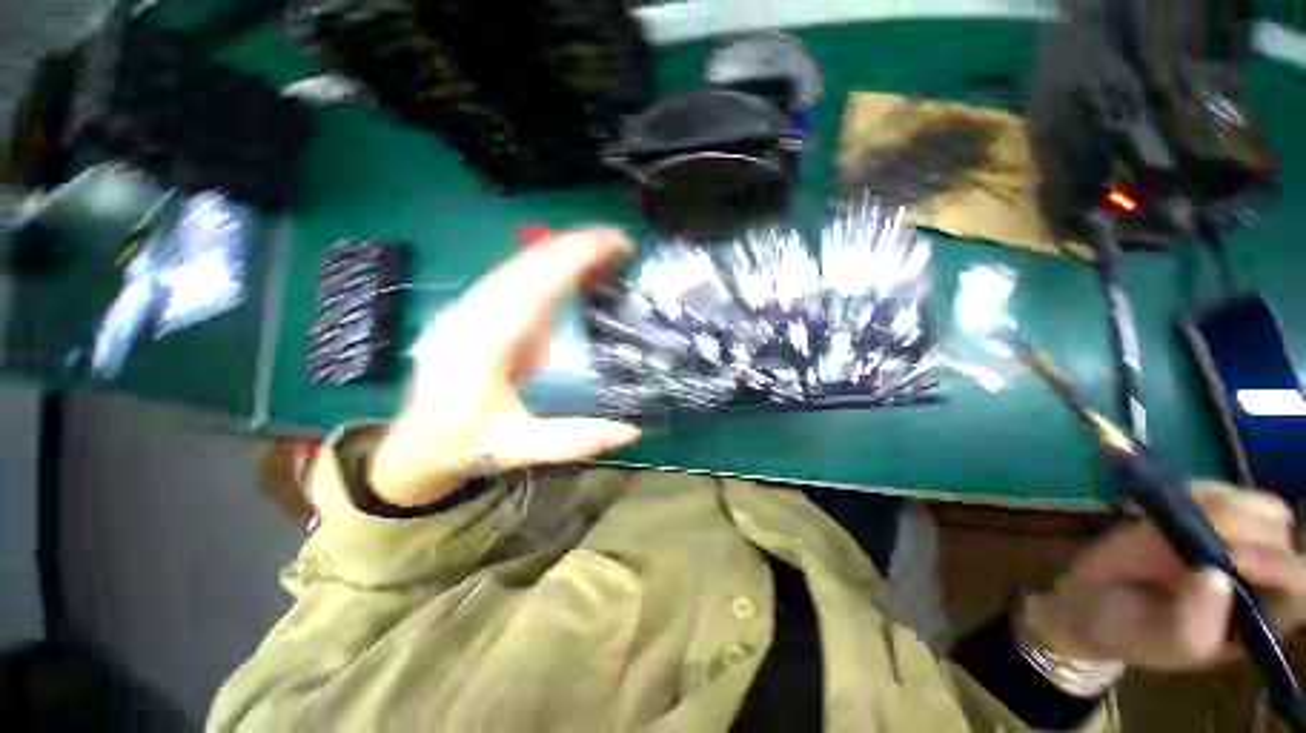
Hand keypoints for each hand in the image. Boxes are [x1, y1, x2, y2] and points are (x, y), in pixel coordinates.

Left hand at [368, 229, 640, 506]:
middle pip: (527, 262)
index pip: (533, 284)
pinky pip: (517, 276)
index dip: (575, 257)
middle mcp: (472, 314)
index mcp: (481, 345)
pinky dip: (550, 266)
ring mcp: (471, 308)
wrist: (416, 443)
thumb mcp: (518, 448)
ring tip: (606, 252)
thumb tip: (632, 430)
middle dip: (576, 245)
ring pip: (520, 263)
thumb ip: (574, 439)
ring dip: (564, 251)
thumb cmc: (462, 445)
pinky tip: (574, 270)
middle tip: (622, 245)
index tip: (615, 245)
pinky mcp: (477, 311)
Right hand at [1023, 482, 1305, 670]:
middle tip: (1191, 534)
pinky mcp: (1206, 511)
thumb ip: (1195, 623)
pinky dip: (1199, 493)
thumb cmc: (1137, 632)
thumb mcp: (1163, 642)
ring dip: (1220, 507)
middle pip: (1279, 536)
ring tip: (1175, 522)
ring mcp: (1236, 537)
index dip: (1275, 565)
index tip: (1230, 557)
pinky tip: (1171, 506)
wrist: (1096, 601)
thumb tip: (1216, 577)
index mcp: (1263, 615)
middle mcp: (1261, 574)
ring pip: (1258, 507)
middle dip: (1240, 530)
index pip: (1296, 582)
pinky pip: (1219, 490)